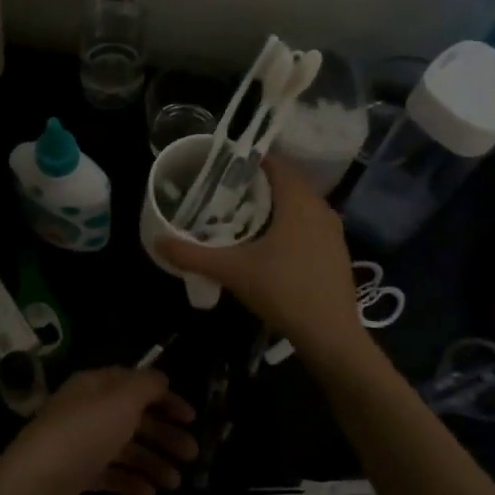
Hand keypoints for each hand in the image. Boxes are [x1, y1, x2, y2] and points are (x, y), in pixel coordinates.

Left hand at [0, 368, 197, 494]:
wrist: (33, 488)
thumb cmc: (82, 436)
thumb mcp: (120, 401)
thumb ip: (145, 386)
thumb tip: (161, 378)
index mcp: (94, 386)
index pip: (135, 383)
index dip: (165, 397)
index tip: (192, 418)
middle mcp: (85, 410)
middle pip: (132, 417)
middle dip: (164, 434)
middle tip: (192, 455)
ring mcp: (78, 444)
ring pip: (123, 447)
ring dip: (152, 461)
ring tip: (175, 482)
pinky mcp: (74, 476)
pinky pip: (110, 474)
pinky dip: (131, 480)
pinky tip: (150, 494)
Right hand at [157, 154, 365, 360]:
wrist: (331, 335)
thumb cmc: (283, 291)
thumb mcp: (232, 271)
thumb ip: (193, 255)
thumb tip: (158, 242)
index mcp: (299, 202)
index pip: (277, 164)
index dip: (250, 159)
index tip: (223, 165)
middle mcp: (321, 209)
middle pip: (287, 183)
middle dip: (257, 183)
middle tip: (224, 190)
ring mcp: (332, 231)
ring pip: (299, 205)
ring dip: (273, 204)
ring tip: (241, 213)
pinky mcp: (336, 252)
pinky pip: (308, 224)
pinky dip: (288, 223)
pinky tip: (267, 243)